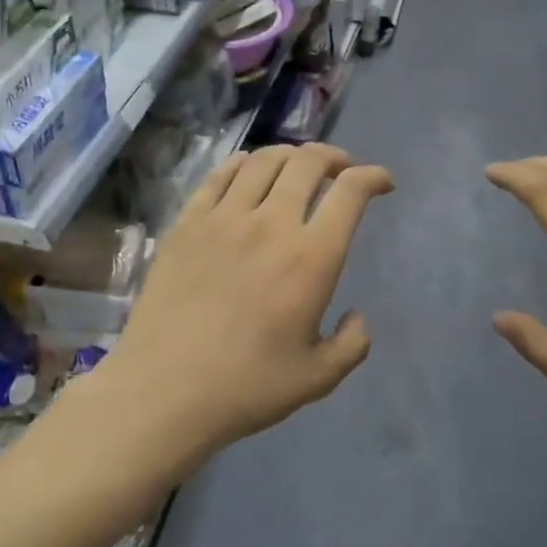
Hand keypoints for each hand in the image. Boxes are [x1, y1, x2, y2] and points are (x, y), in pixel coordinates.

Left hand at [102, 144, 392, 464]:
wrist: (164, 390)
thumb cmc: (246, 387)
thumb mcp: (318, 377)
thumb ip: (352, 344)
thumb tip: (357, 316)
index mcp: (311, 258)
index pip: (350, 192)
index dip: (373, 177)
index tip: (382, 183)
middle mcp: (271, 224)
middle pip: (307, 163)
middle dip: (334, 157)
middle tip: (341, 170)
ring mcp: (223, 219)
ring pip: (264, 160)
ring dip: (291, 155)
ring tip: (297, 168)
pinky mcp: (187, 223)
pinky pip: (220, 175)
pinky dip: (243, 164)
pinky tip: (248, 172)